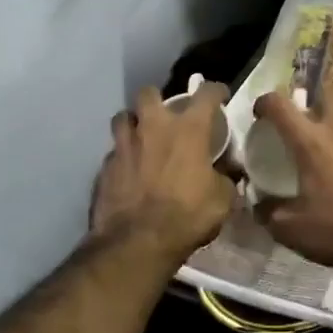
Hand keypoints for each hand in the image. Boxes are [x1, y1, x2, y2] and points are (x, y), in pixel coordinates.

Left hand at [90, 84, 235, 261]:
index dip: (215, 90)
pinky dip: (122, 156)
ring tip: (142, 137)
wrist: (137, 242)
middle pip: (149, 93)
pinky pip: (114, 152)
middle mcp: (153, 127)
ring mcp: (124, 145)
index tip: (219, 95)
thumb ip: (225, 178)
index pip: (205, 93)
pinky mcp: (104, 167)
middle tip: (167, 116)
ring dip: (133, 123)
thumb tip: (228, 173)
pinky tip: (129, 171)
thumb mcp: (223, 199)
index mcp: (188, 129)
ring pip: (123, 117)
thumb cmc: (188, 215)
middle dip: (158, 99)